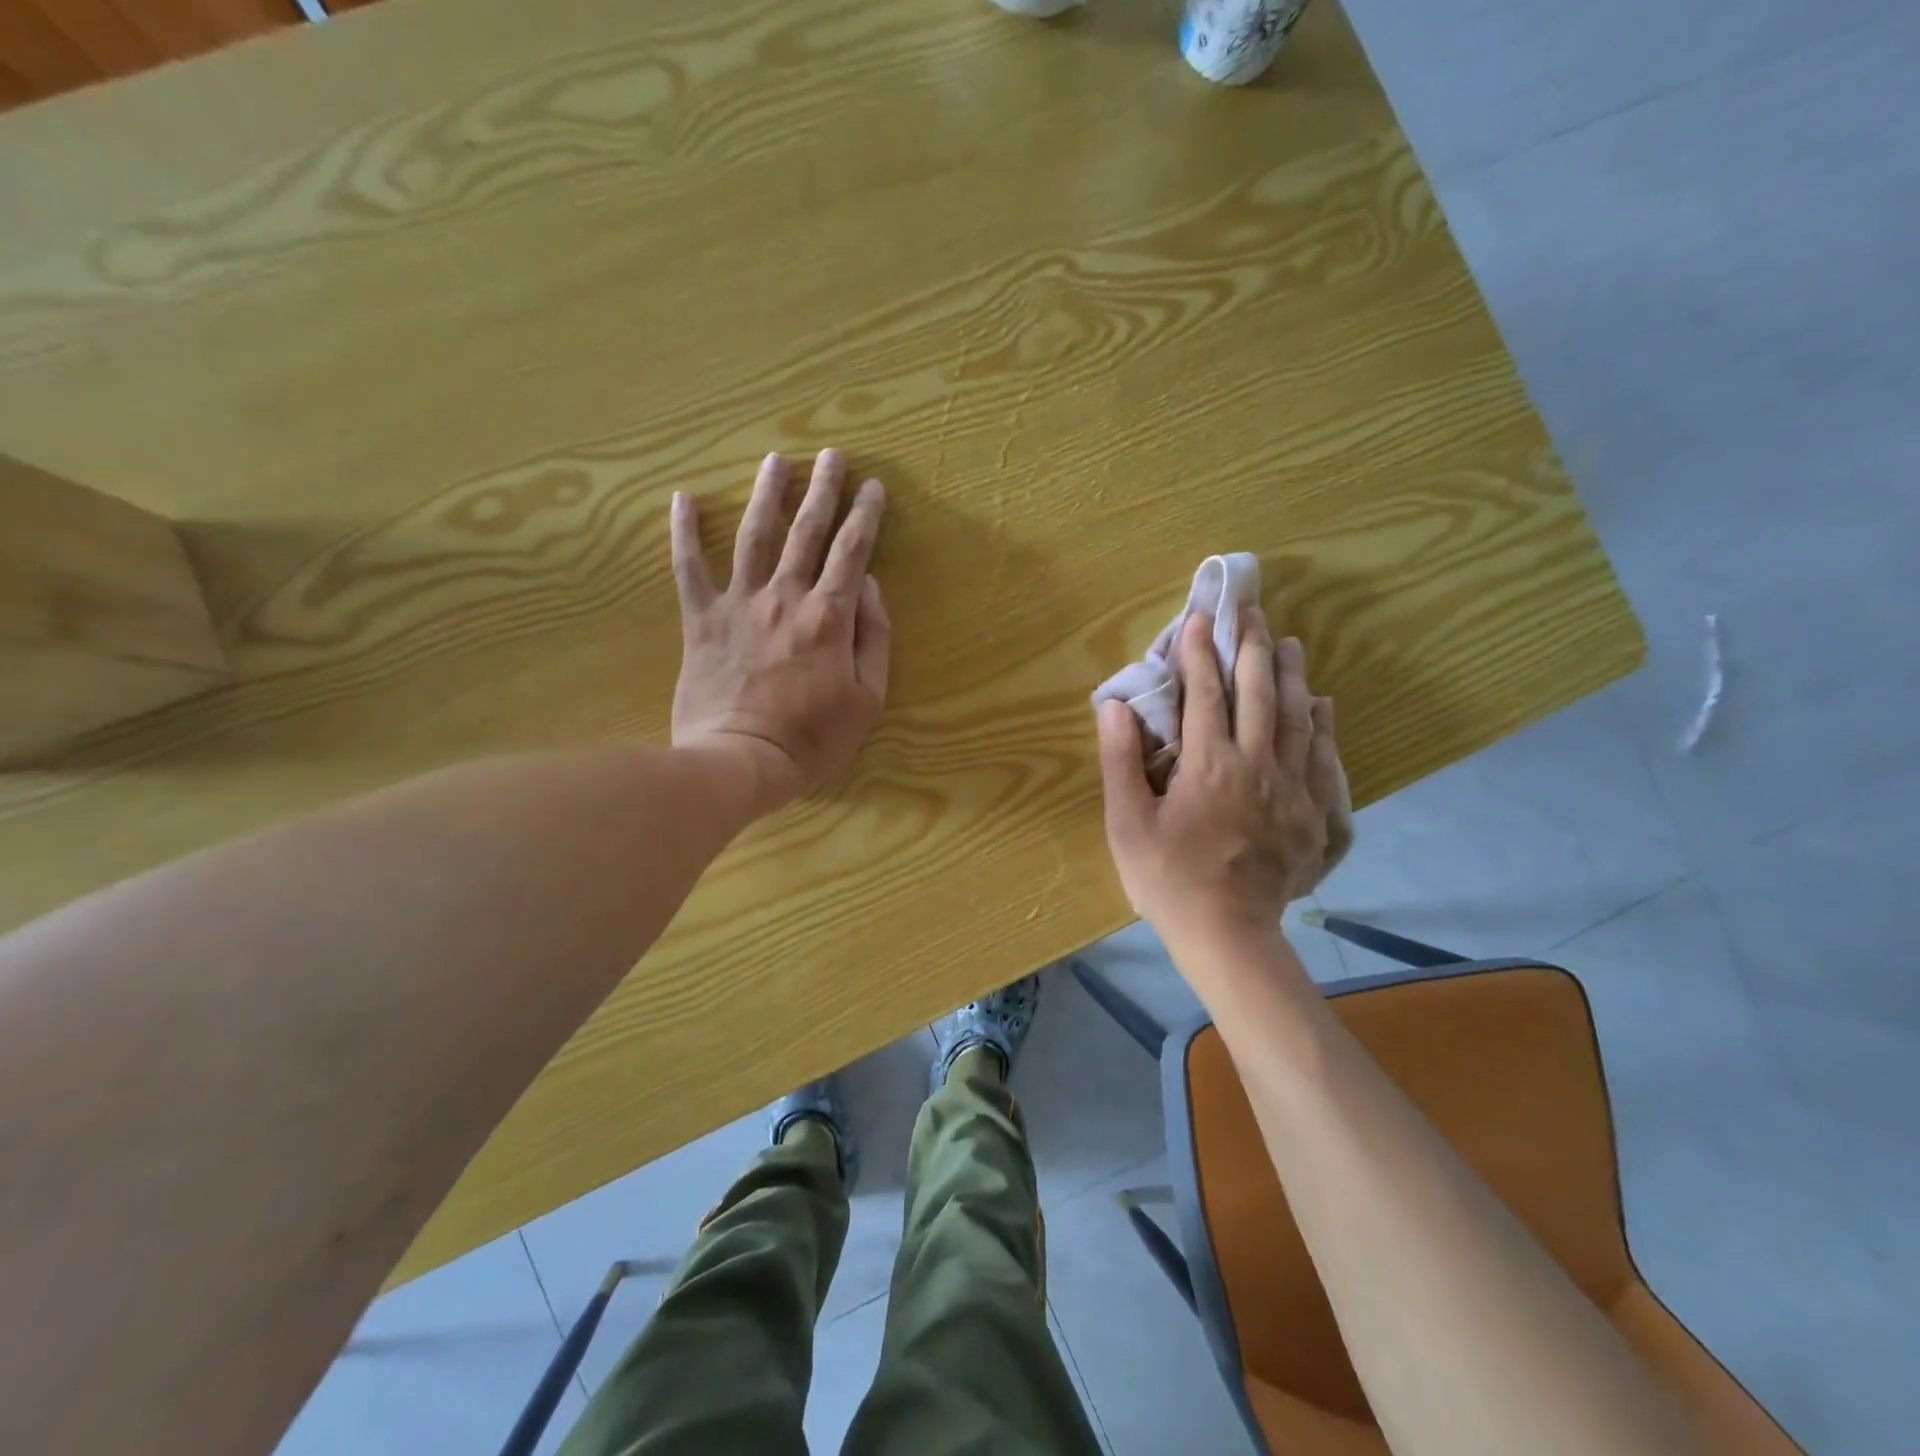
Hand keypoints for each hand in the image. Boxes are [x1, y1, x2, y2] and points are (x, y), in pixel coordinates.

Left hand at [671, 450, 889, 813]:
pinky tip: (682, 497)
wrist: (740, 761)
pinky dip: (683, 531)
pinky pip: (689, 567)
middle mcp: (785, 597)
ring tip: (776, 460)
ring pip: (754, 535)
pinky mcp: (701, 619)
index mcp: (829, 616)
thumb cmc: (812, 739)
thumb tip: (871, 587)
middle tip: (832, 455)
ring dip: (767, 494)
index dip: (865, 516)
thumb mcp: (867, 699)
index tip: (873, 487)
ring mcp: (739, 604)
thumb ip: (873, 638)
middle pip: (807, 532)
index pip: (852, 553)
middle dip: (823, 490)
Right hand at [1097, 609, 1343, 951]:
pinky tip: (1322, 706)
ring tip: (1288, 644)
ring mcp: (1293, 790)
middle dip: (1252, 649)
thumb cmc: (1168, 879)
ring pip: (1298, 720)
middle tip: (1252, 613)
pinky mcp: (1314, 816)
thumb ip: (1120, 760)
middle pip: (1259, 695)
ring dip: (1291, 676)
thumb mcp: (1127, 823)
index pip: (1205, 694)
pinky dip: (1323, 726)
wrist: (1228, 935)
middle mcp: (1257, 766)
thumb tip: (1115, 705)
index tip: (1199, 618)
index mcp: (1209, 765)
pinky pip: (1325, 759)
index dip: (1199, 653)